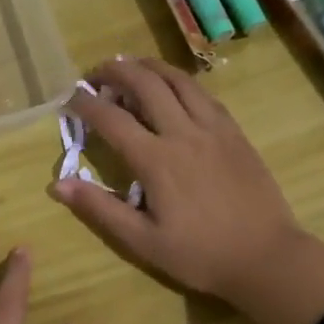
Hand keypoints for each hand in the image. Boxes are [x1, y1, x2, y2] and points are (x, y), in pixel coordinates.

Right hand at [49, 56, 323, 323]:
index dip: (86, 104)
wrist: (265, 256)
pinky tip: (174, 87)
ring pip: (178, 80)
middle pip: (145, 84)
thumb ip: (100, 209)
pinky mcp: (234, 132)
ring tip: (130, 66)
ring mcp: (213, 128)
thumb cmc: (200, 255)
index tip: (69, 99)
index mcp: (156, 160)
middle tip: (96, 74)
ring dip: (149, 67)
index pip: (112, 119)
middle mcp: (183, 133)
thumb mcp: (142, 241)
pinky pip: (204, 94)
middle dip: (115, 72)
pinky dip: (180, 82)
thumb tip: (58, 184)